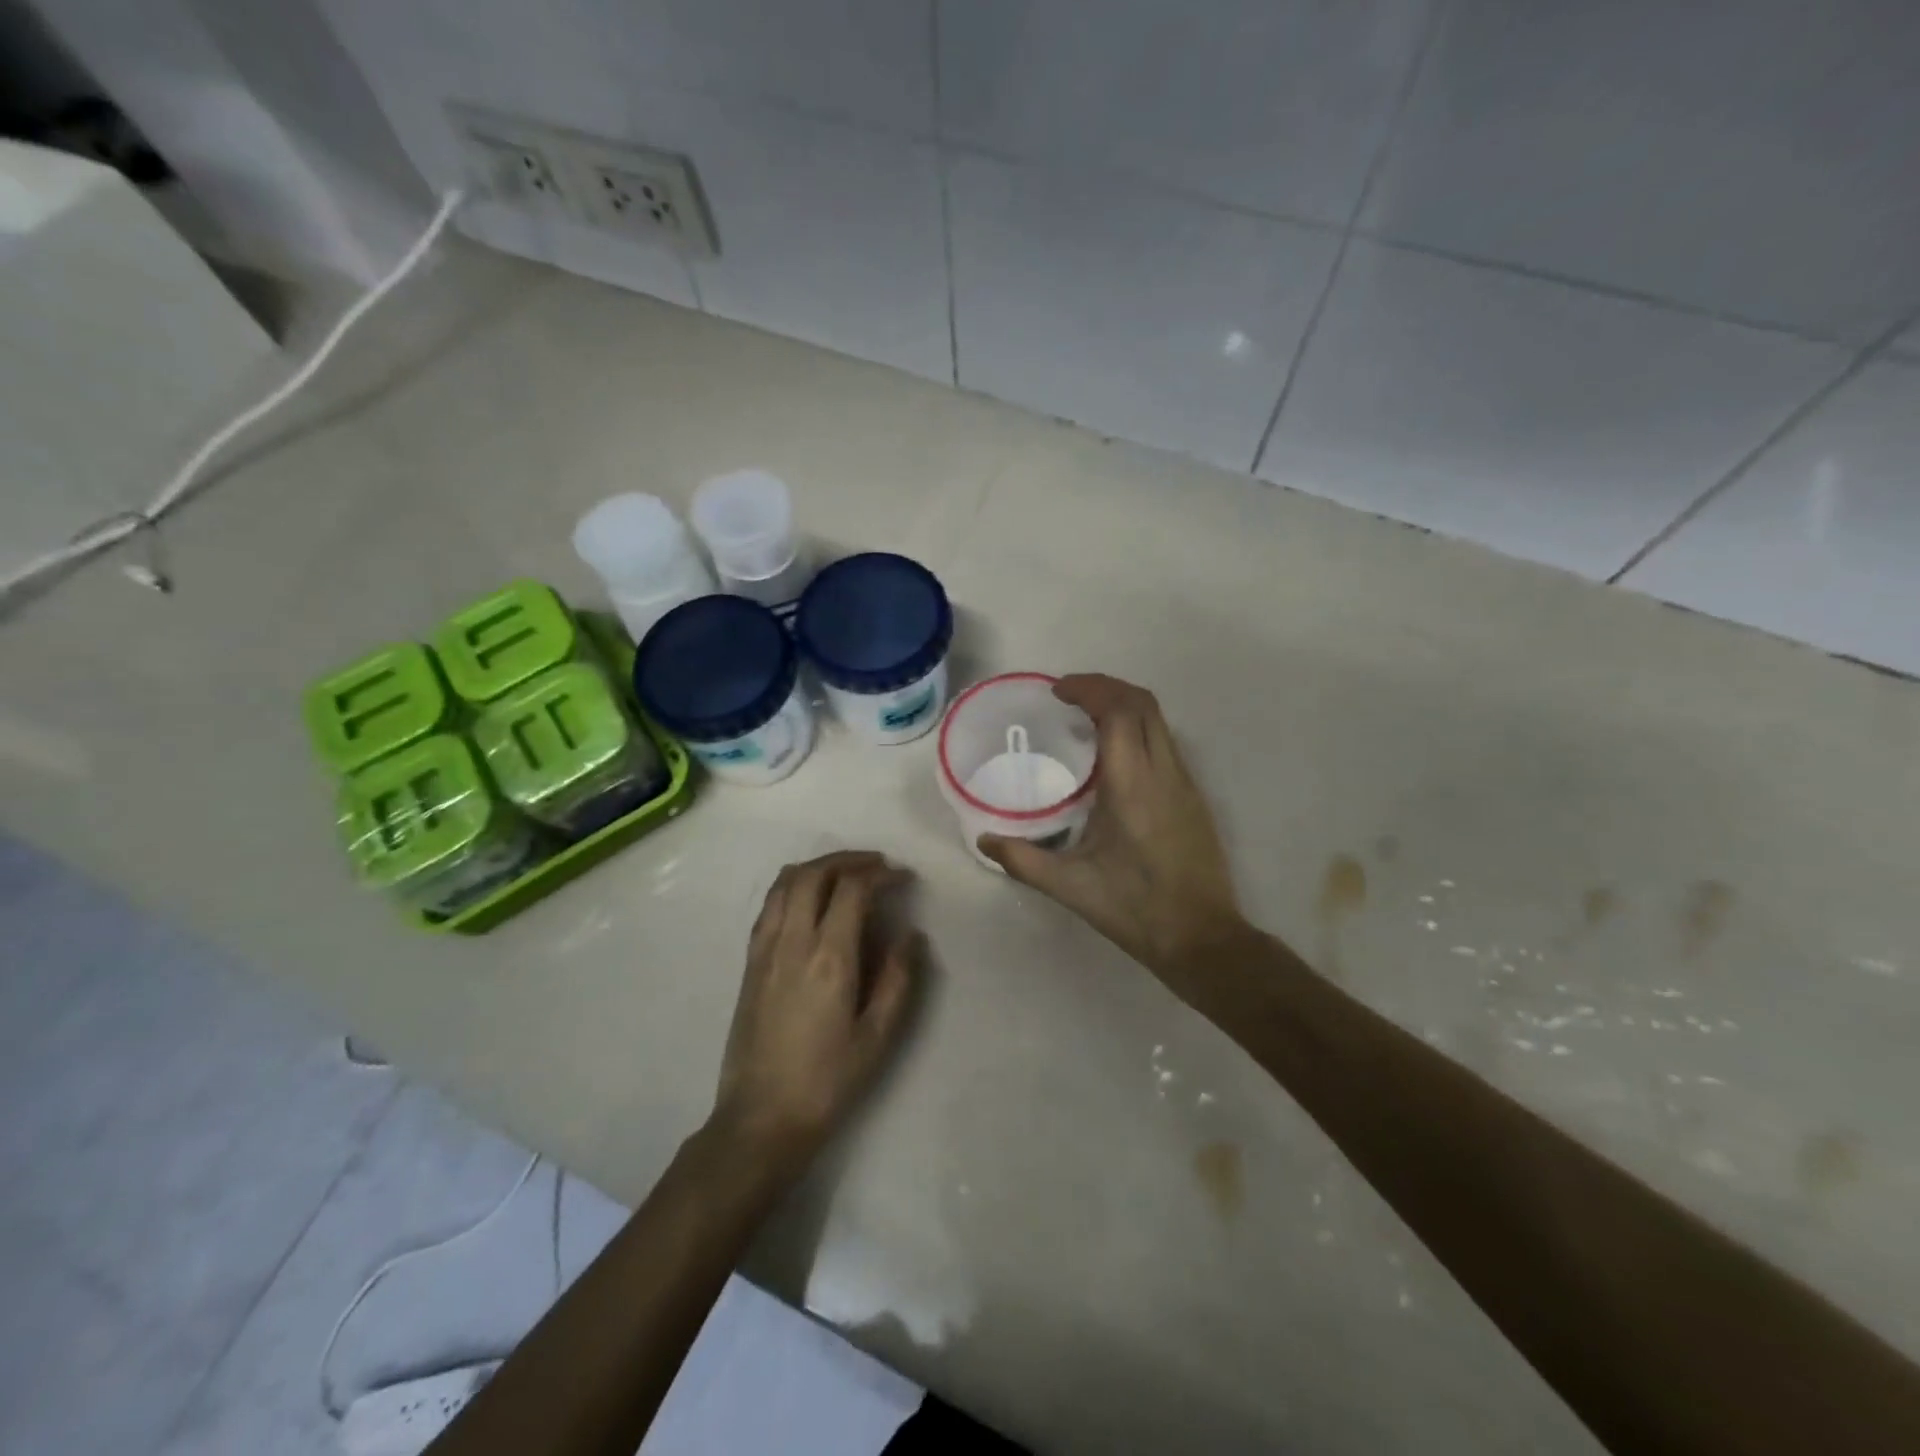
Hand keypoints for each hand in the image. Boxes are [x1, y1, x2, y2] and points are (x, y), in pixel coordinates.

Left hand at [710, 851, 920, 1170]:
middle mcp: (792, 942)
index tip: (903, 878)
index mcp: (829, 958)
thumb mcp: (877, 1037)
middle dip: (848, 859)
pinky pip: (770, 905)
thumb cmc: (826, 1081)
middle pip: (814, 873)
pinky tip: (810, 901)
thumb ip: (898, 979)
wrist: (760, 1119)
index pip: (852, 889)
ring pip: (785, 883)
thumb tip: (911, 934)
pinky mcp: (749, 962)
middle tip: (877, 866)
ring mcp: (765, 949)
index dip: (881, 874)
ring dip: (818, 867)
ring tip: (845, 874)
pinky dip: (793, 886)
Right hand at [979, 675, 1241, 982]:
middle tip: (1070, 696)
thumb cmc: (1135, 909)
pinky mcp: (1194, 797)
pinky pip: (1166, 743)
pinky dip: (1139, 729)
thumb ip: (1022, 860)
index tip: (1058, 691)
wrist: (1202, 938)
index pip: (1118, 711)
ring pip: (1159, 721)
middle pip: (1143, 703)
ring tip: (1088, 718)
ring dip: (1124, 705)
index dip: (1089, 688)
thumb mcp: (1071, 887)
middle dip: (1106, 687)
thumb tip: (984, 839)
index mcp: (1133, 785)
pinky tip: (1115, 757)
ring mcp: (1185, 783)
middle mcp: (1164, 773)